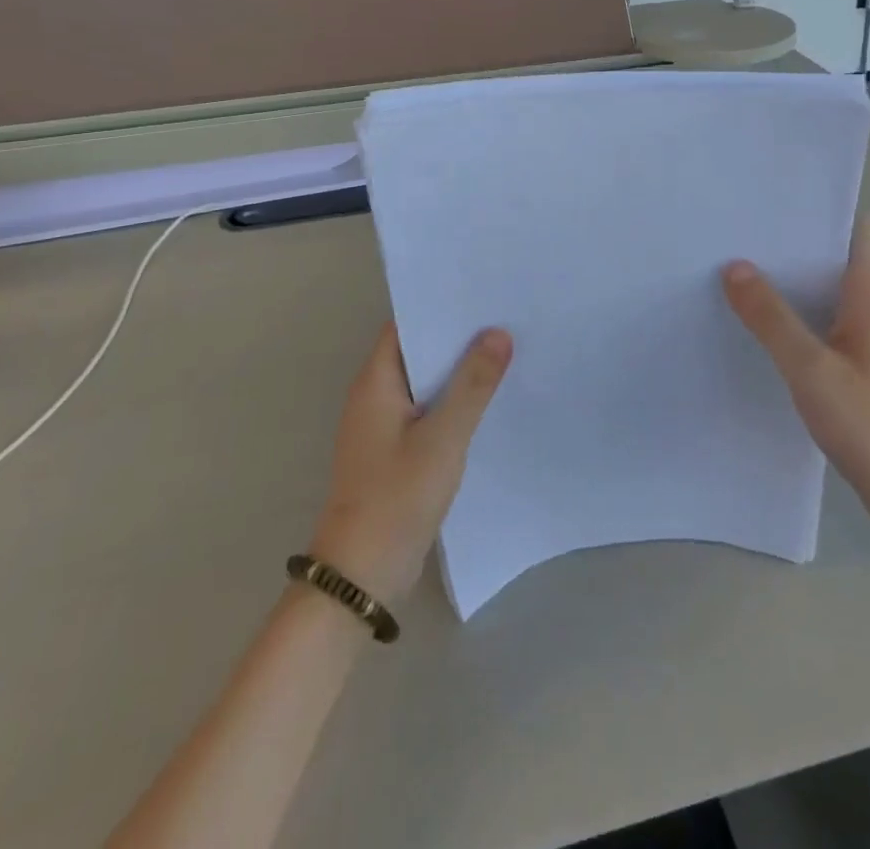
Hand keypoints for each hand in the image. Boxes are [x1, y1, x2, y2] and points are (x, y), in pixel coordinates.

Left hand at [307, 324, 511, 601]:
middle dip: (458, 336)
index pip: (407, 325)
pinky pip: (428, 411)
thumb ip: (472, 384)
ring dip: (459, 370)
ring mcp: (384, 425)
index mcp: (376, 381)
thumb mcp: (443, 437)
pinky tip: (488, 401)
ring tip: (507, 351)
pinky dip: (453, 401)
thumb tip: (498, 333)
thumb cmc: (397, 497)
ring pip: (426, 383)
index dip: (442, 306)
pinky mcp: (395, 452)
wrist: (362, 576)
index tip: (483, 293)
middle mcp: (375, 395)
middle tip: (506, 317)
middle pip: (419, 351)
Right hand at [722, 216, 869, 538]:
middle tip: (739, 231)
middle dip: (793, 243)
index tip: (771, 201)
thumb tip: (734, 266)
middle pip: (836, 256)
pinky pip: (829, 321)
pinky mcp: (866, 364)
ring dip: (793, 280)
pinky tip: (764, 323)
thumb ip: (771, 317)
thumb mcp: (810, 367)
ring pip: (830, 291)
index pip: (853, 228)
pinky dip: (800, 313)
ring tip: (740, 268)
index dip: (817, 209)